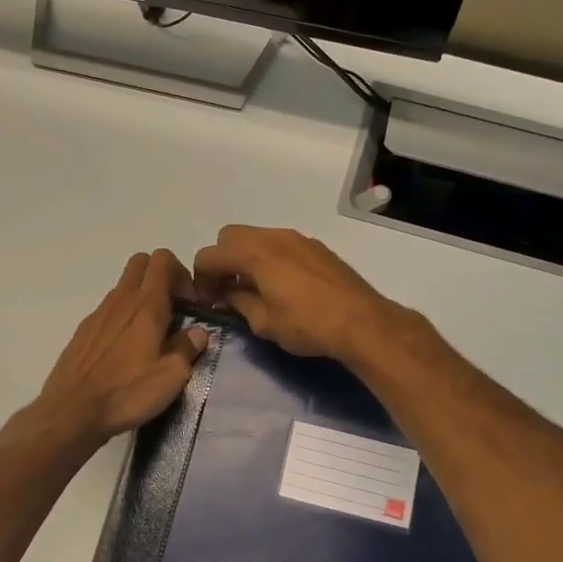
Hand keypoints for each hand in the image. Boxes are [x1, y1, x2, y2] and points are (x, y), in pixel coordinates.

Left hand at [34, 250, 210, 445]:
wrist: (72, 411)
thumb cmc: (127, 392)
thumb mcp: (172, 376)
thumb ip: (188, 348)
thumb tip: (198, 332)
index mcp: (146, 305)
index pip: (163, 259)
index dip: (182, 273)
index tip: (191, 303)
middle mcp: (121, 300)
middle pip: (141, 262)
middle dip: (161, 276)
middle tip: (173, 309)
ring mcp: (98, 313)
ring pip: (124, 287)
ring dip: (141, 298)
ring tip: (151, 335)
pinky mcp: (83, 331)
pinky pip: (108, 310)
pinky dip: (122, 318)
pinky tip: (125, 351)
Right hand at [190, 226, 400, 363]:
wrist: (362, 321)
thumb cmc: (307, 325)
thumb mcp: (264, 323)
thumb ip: (238, 302)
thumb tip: (226, 293)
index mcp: (254, 253)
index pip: (209, 255)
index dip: (200, 278)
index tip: (208, 301)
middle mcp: (273, 236)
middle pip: (230, 236)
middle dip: (222, 260)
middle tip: (227, 289)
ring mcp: (297, 238)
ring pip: (257, 237)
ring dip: (246, 257)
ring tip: (254, 288)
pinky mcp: (315, 246)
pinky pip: (279, 243)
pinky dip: (269, 257)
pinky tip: (282, 285)